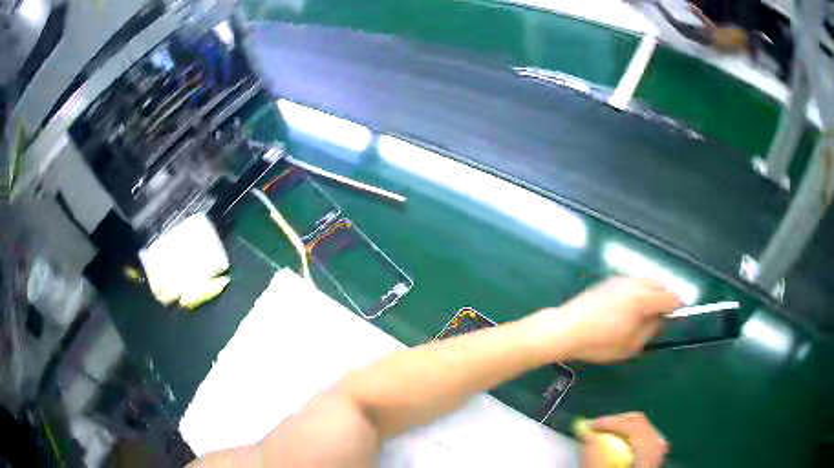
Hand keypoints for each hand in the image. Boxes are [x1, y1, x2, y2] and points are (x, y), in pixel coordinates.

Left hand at [533, 277, 679, 362]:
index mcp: (642, 299)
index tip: (677, 316)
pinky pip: (632, 283)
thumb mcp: (630, 345)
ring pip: (645, 281)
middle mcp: (634, 284)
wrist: (566, 329)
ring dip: (652, 293)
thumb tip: (659, 319)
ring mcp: (620, 280)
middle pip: (659, 284)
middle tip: (662, 316)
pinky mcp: (609, 281)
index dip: (677, 307)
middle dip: (665, 298)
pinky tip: (628, 308)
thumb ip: (650, 329)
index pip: (670, 297)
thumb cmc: (599, 342)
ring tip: (645, 313)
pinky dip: (638, 291)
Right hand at [583, 412, 668, 467]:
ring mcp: (658, 457)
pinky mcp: (653, 461)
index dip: (611, 422)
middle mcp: (657, 454)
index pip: (634, 427)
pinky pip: (646, 439)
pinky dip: (631, 436)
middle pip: (642, 424)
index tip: (590, 426)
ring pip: (645, 429)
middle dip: (617, 421)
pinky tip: (619, 443)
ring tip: (605, 433)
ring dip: (624, 427)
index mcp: (647, 458)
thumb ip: (594, 458)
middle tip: (596, 427)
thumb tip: (588, 434)